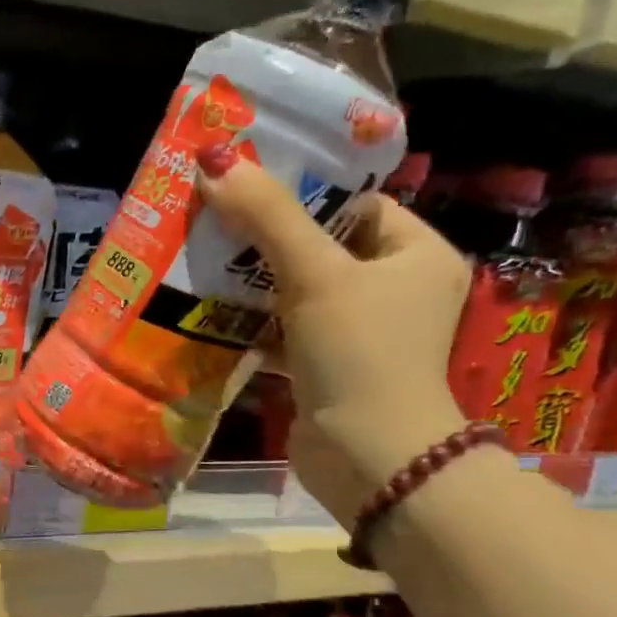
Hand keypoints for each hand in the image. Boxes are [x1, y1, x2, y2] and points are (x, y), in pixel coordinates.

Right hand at [196, 158, 469, 521]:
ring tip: (200, 255)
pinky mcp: (326, 366)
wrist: (367, 457)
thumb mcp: (315, 274)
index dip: (305, 191)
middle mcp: (394, 290)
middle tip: (213, 215)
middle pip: (320, 245)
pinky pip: (284, 329)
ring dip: (251, 280)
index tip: (248, 182)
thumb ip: (267, 216)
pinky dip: (251, 321)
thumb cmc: (359, 352)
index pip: (357, 204)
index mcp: (416, 255)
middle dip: (265, 235)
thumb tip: (215, 159)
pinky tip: (208, 308)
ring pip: (296, 289)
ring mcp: (359, 333)